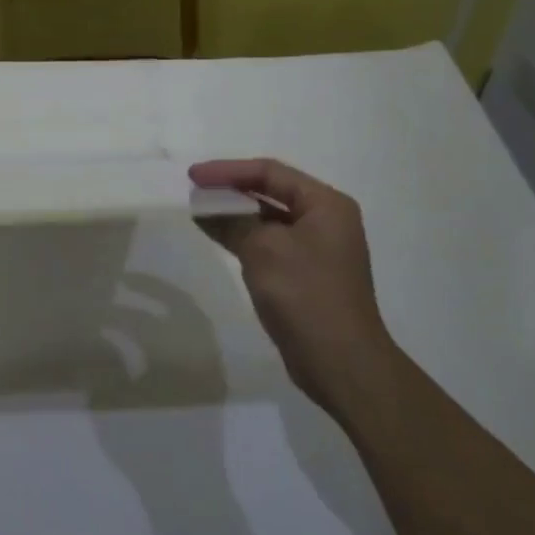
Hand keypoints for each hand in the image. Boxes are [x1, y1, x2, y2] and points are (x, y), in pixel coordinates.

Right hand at [189, 158, 392, 415]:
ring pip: (268, 218)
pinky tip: (218, 234)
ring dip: (235, 213)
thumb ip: (231, 221)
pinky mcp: (306, 273)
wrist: (341, 364)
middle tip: (194, 189)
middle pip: (271, 191)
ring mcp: (317, 248)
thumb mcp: (263, 249)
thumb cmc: (306, 295)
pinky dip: (244, 235)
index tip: (193, 176)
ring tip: (199, 209)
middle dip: (231, 189)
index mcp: (325, 204)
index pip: (270, 172)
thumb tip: (203, 207)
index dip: (228, 170)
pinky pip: (270, 242)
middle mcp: (325, 219)